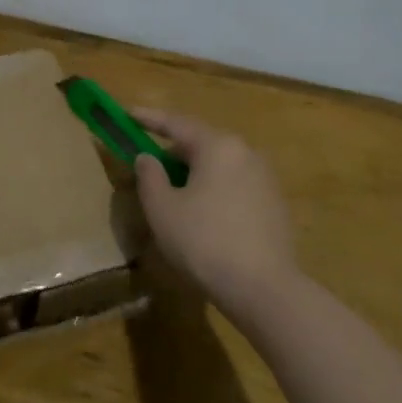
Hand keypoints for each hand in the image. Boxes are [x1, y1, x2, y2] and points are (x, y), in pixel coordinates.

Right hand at [131, 108, 298, 315]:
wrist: (264, 289)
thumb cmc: (204, 242)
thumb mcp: (162, 209)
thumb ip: (149, 176)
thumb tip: (147, 158)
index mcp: (218, 146)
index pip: (176, 123)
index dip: (148, 118)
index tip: (127, 113)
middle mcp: (246, 153)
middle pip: (200, 143)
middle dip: (171, 152)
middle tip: (148, 165)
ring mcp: (265, 179)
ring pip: (218, 166)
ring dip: (193, 173)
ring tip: (172, 194)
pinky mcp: (274, 205)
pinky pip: (234, 185)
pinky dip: (212, 190)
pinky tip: (201, 216)